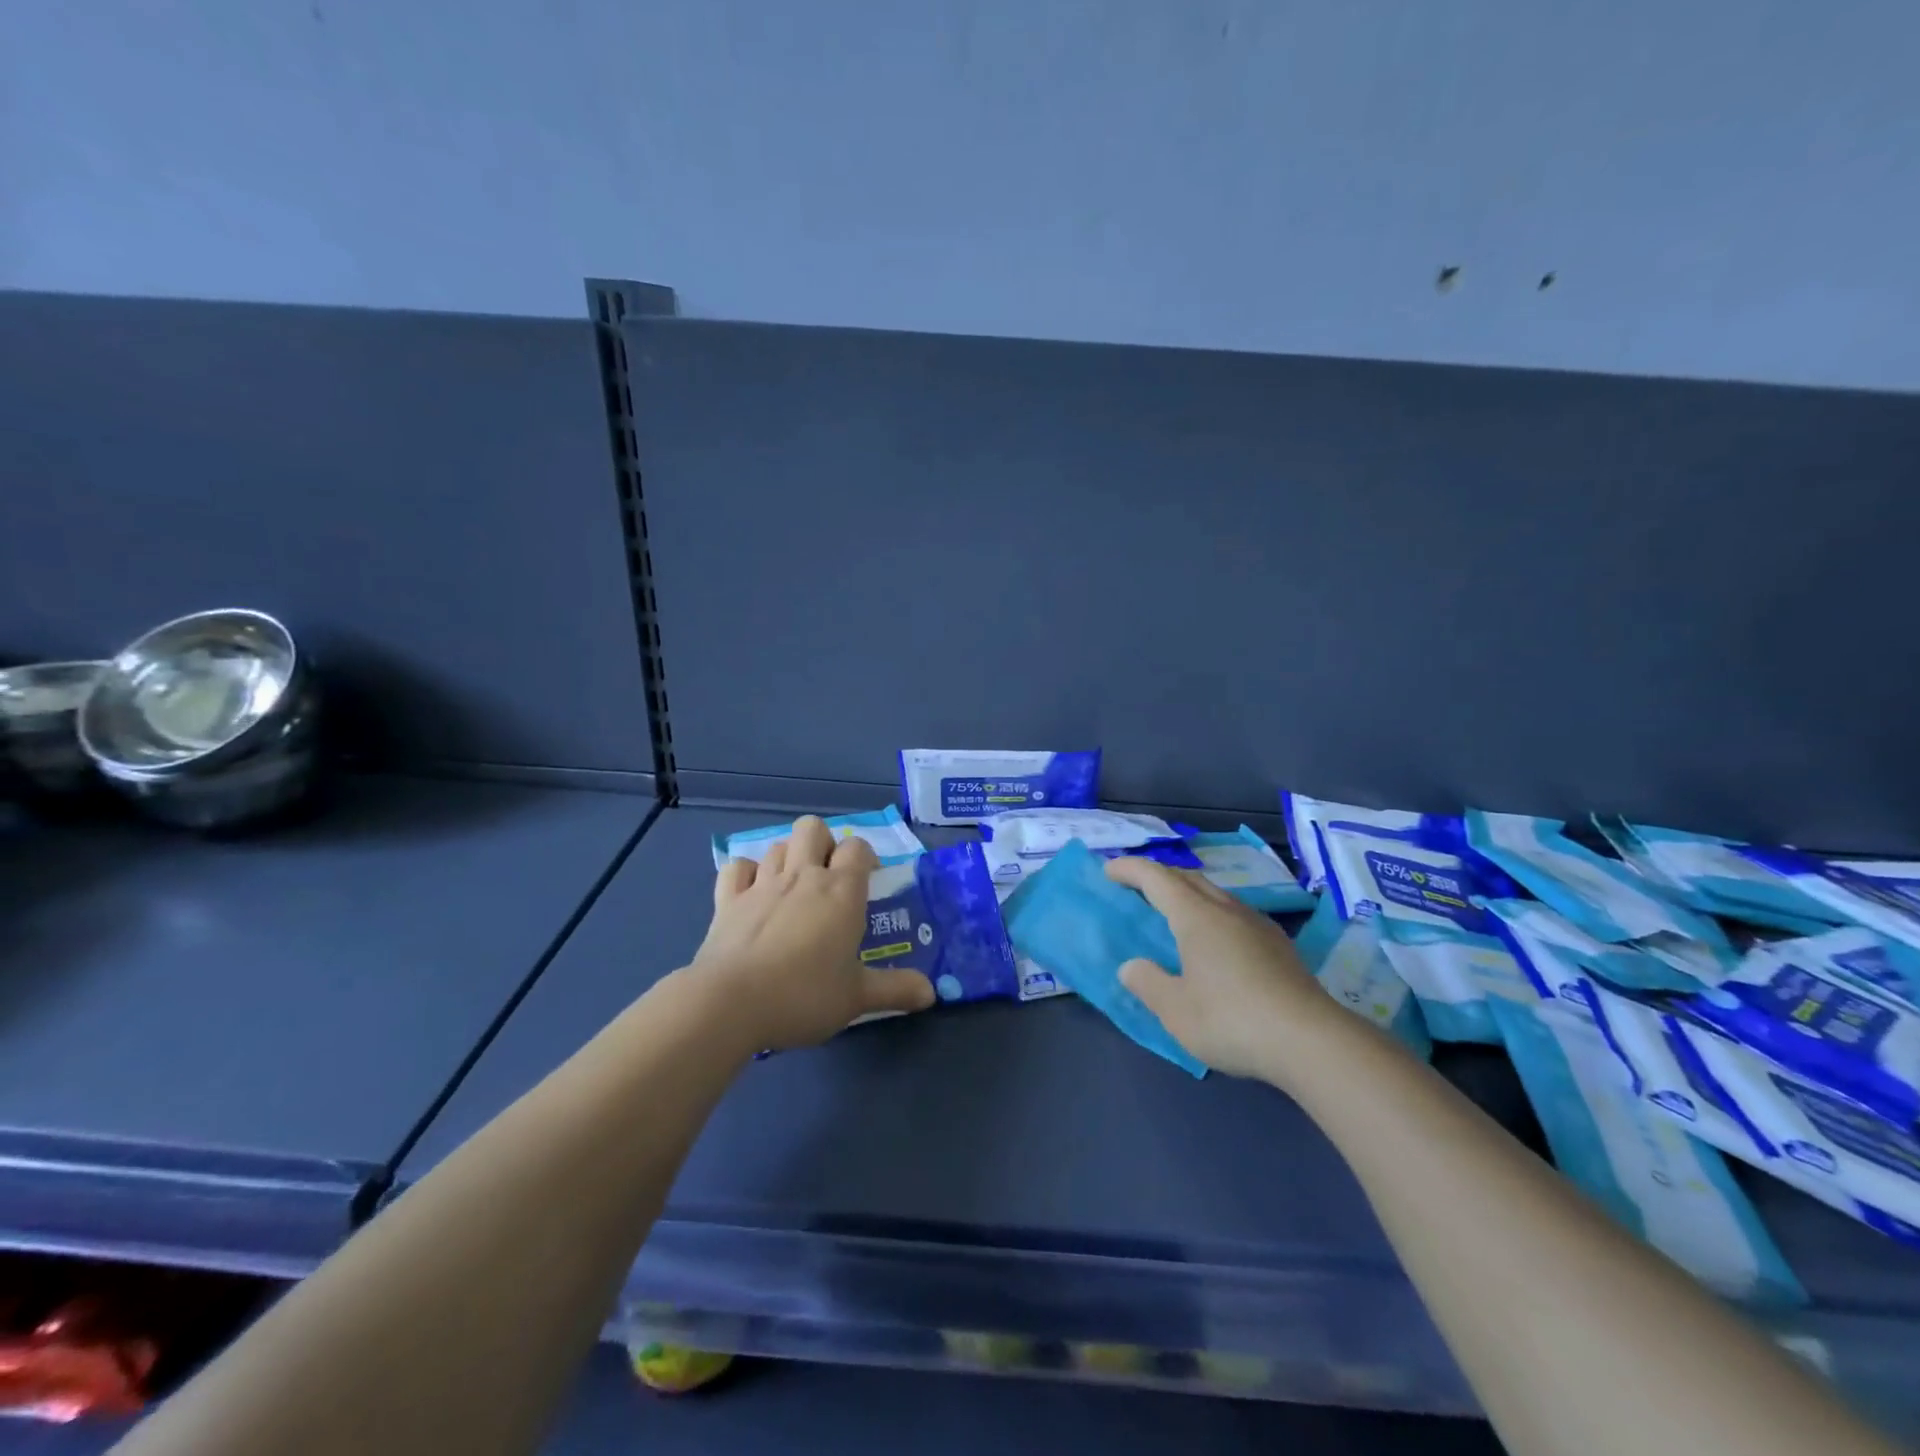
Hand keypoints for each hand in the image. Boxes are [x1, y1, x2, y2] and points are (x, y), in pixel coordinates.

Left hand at [691, 816, 935, 1049]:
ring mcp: (762, 884)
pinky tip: (752, 894)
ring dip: (789, 857)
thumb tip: (931, 993)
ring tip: (794, 887)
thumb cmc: (803, 995)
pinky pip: (737, 867)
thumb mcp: (857, 998)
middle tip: (829, 878)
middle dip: (823, 843)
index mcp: (840, 891)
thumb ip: (895, 990)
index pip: (858, 848)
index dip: (866, 857)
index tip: (869, 881)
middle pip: (813, 828)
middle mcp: (803, 876)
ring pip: (778, 844)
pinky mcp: (727, 899)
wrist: (730, 1002)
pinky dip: (746, 874)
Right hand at [1103, 856, 1341, 1079]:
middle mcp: (1227, 910)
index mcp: (1196, 916)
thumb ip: (1148, 983)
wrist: (1312, 1041)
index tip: (1108, 869)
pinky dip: (1212, 914)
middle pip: (1188, 878)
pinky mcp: (1279, 945)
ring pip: (1215, 894)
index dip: (1129, 869)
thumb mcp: (1175, 1010)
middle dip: (1159, 876)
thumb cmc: (1232, 1020)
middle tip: (1137, 889)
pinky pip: (1235, 914)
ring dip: (1189, 894)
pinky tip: (1216, 943)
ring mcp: (1258, 925)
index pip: (1156, 878)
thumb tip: (1131, 966)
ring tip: (1174, 914)